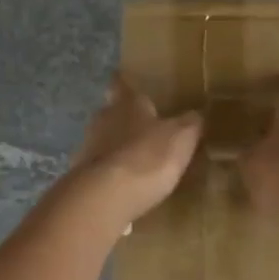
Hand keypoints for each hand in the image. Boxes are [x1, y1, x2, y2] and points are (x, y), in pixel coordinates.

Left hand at [70, 76, 202, 223]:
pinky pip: (101, 169)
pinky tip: (126, 187)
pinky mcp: (81, 175)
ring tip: (138, 161)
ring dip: (118, 148)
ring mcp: (88, 147)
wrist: (106, 196)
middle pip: (111, 113)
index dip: (125, 84)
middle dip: (125, 119)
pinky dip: (112, 174)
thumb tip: (196, 114)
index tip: (128, 83)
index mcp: (126, 103)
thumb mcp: (182, 137)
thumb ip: (190, 123)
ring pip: (104, 141)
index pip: (120, 84)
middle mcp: (102, 119)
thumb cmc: (148, 156)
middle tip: (144, 128)